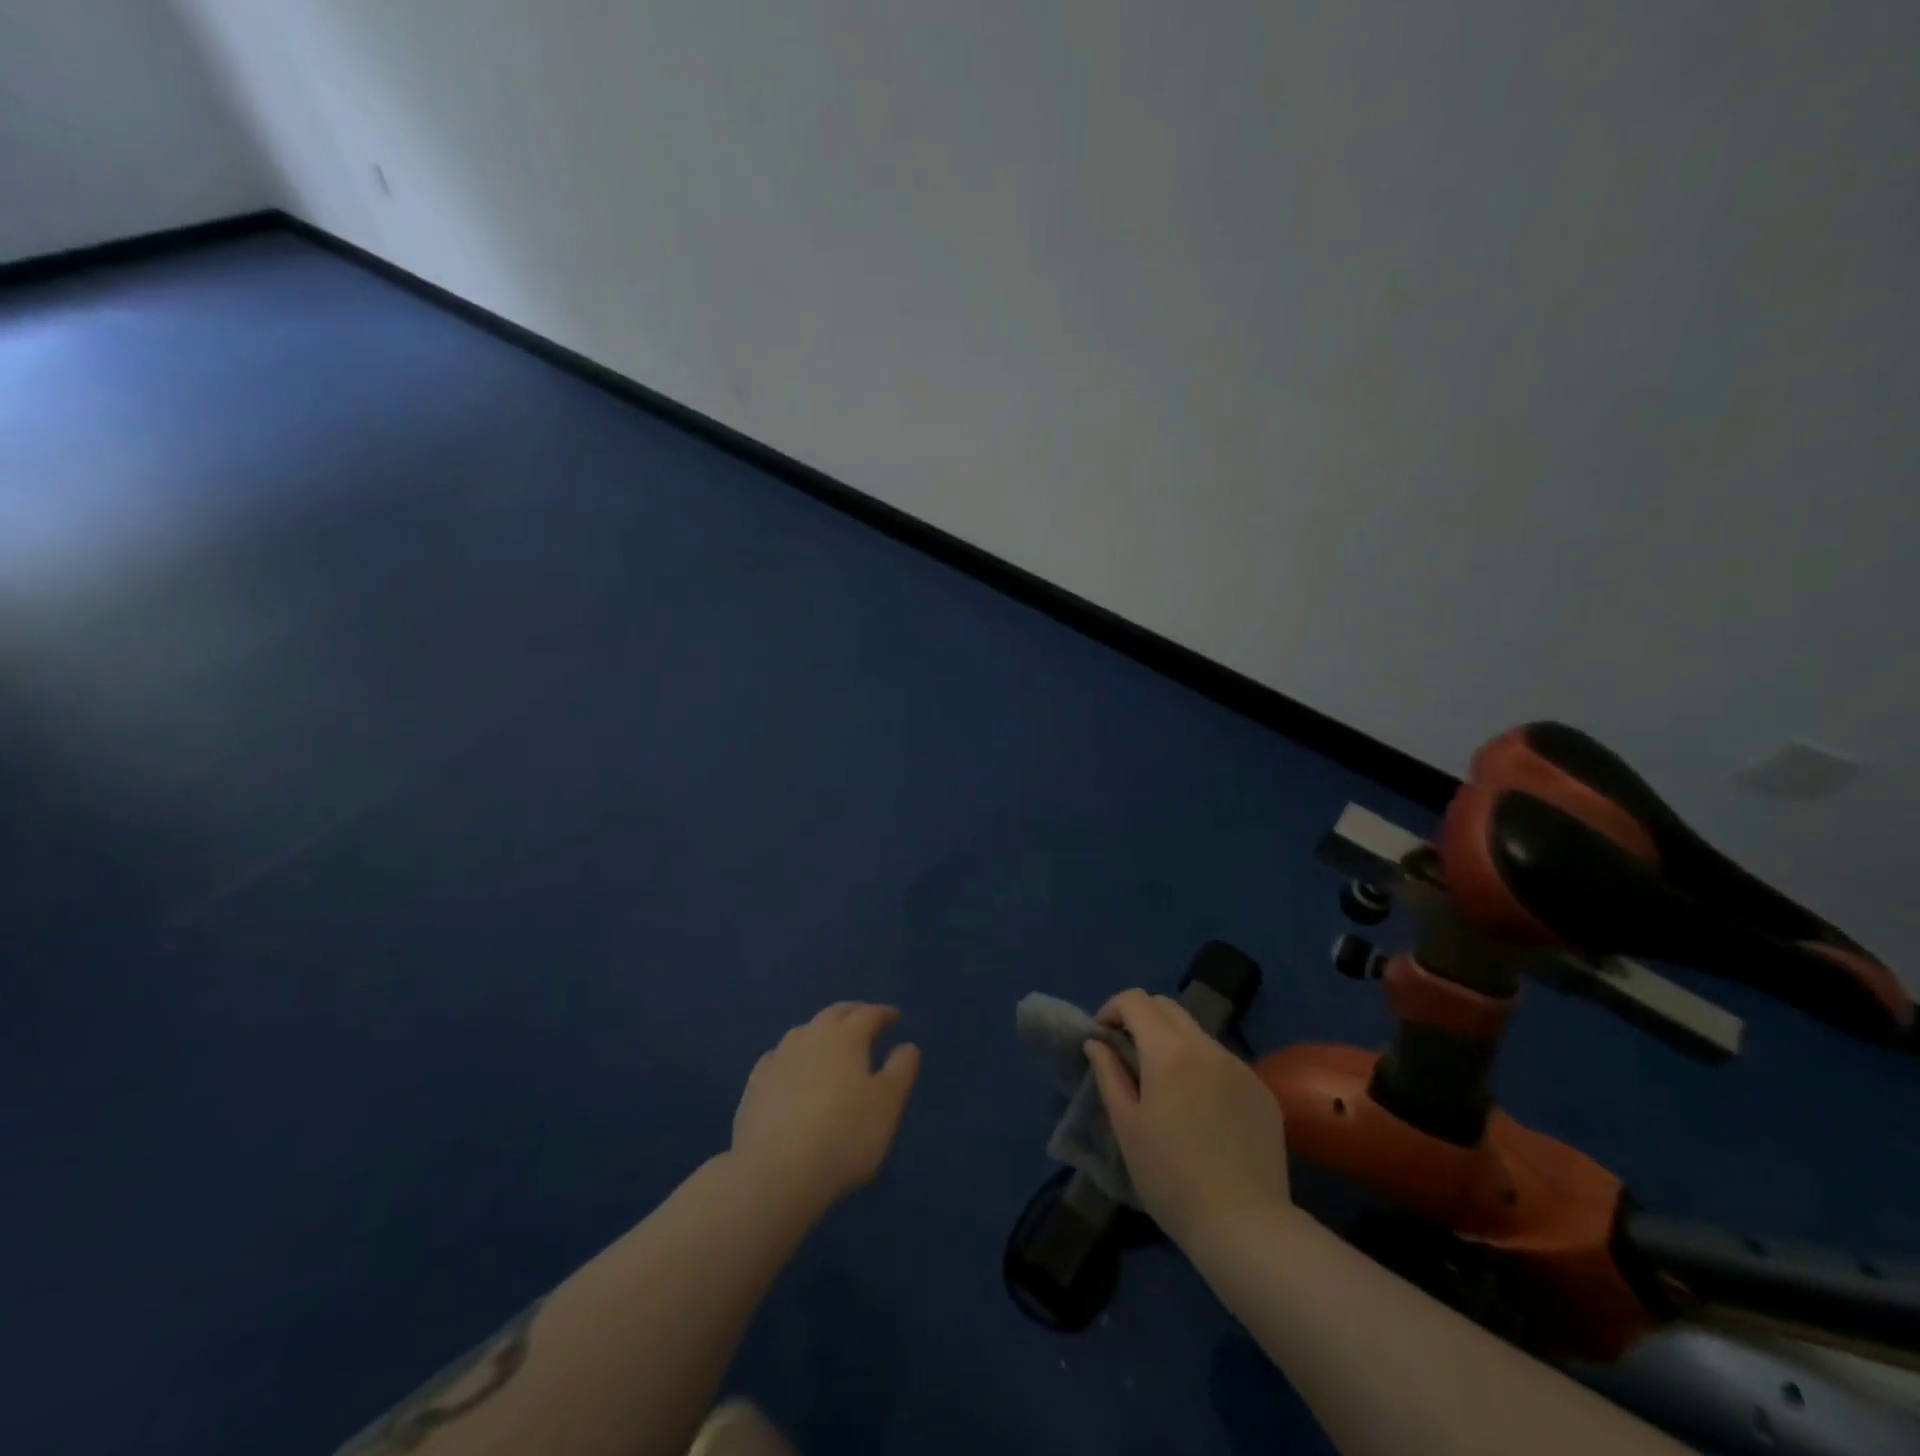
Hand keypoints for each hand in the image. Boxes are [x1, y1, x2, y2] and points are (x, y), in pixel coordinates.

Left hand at [731, 1003, 920, 1215]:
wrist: (774, 1173)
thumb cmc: (843, 1136)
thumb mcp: (887, 1105)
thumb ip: (901, 1069)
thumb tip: (907, 1045)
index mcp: (845, 1036)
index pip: (868, 1014)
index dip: (884, 1014)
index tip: (894, 1017)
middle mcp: (810, 1036)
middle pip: (834, 1014)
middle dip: (853, 1014)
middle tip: (865, 1021)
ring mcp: (779, 1058)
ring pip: (804, 1032)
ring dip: (821, 1032)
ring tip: (831, 1044)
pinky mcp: (755, 1084)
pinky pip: (779, 1058)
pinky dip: (793, 1057)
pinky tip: (792, 1070)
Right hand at [1084, 990, 1291, 1246]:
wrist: (1246, 1227)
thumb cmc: (1172, 1178)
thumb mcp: (1127, 1126)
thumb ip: (1109, 1074)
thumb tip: (1097, 1043)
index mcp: (1170, 1050)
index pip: (1136, 1000)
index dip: (1112, 1009)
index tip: (1102, 1038)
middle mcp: (1208, 1047)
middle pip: (1168, 1007)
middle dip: (1141, 1019)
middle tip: (1127, 1055)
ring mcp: (1241, 1067)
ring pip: (1197, 1034)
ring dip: (1173, 1044)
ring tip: (1164, 1087)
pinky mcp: (1262, 1092)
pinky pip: (1223, 1063)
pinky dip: (1202, 1069)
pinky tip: (1201, 1112)